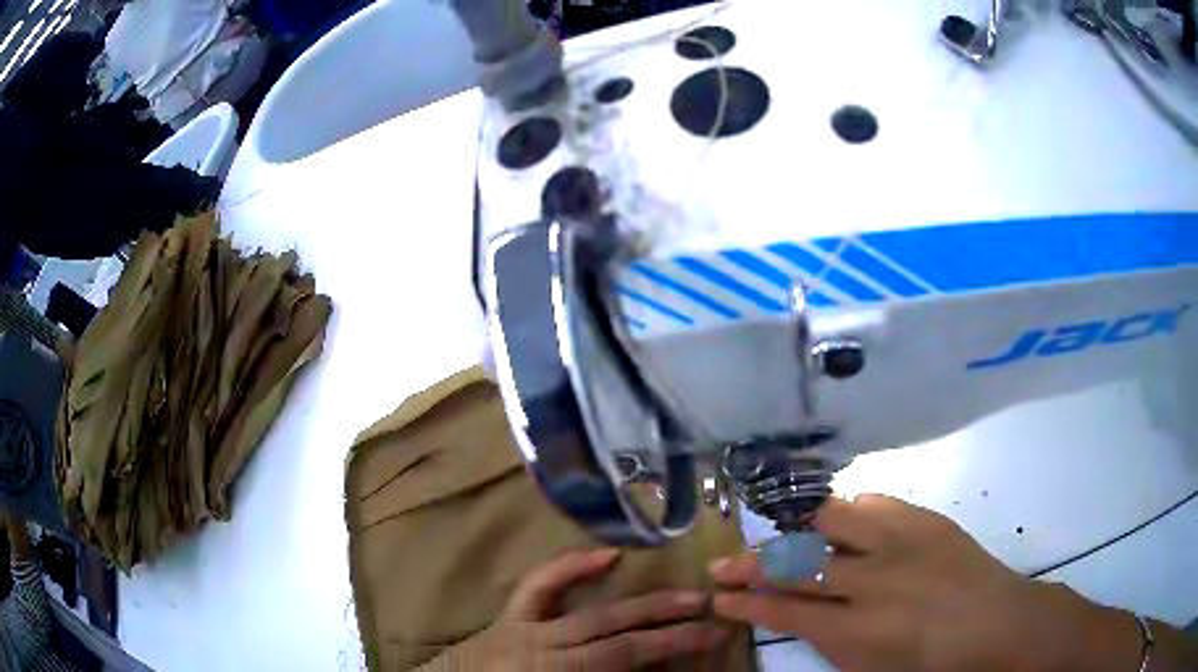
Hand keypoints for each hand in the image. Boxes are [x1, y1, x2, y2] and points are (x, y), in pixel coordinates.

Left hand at [425, 549, 728, 670]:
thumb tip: (650, 670)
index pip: (624, 656)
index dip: (673, 645)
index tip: (714, 635)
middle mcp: (541, 649)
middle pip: (615, 633)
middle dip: (668, 623)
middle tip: (713, 611)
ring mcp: (522, 628)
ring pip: (591, 612)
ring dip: (641, 603)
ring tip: (684, 593)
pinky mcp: (509, 617)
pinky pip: (539, 586)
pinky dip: (571, 567)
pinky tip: (607, 555)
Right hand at [709, 495, 1145, 671]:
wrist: (997, 622)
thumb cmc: (934, 663)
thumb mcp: (873, 669)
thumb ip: (831, 643)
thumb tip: (800, 618)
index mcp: (856, 630)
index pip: (784, 611)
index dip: (745, 604)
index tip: (719, 598)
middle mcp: (871, 580)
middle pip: (797, 564)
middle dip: (752, 565)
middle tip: (724, 564)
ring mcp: (899, 542)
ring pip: (830, 521)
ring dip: (793, 529)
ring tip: (773, 532)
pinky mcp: (924, 519)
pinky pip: (873, 503)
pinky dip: (847, 511)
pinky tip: (837, 517)